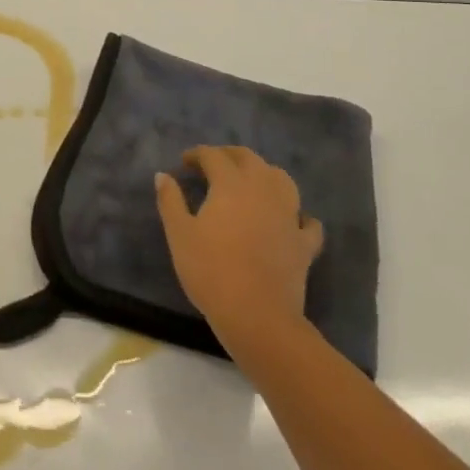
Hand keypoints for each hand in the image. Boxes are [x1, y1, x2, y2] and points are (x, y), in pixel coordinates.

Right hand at [156, 145, 322, 349]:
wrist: (257, 315)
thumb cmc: (211, 270)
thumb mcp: (179, 234)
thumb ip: (170, 200)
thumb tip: (163, 175)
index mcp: (231, 184)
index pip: (214, 156)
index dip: (198, 154)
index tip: (185, 161)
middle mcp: (263, 189)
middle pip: (249, 159)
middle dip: (230, 155)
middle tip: (214, 164)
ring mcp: (289, 215)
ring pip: (282, 180)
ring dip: (265, 174)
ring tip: (252, 183)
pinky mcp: (304, 243)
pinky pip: (306, 222)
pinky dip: (299, 215)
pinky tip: (291, 220)